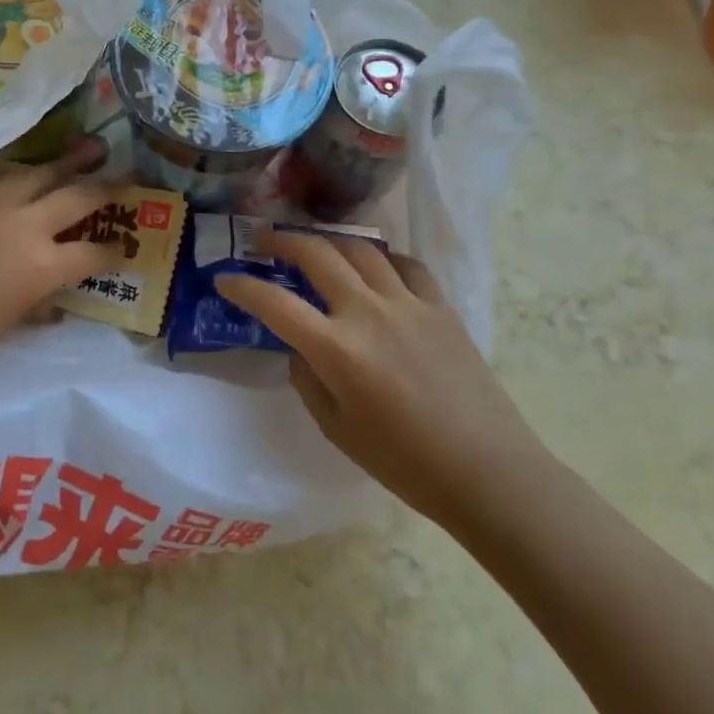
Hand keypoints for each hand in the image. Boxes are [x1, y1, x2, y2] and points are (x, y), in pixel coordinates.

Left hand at [0, 152, 123, 397]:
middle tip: (132, 178)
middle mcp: (23, 221)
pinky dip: (19, 169)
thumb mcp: (3, 327)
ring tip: (93, 147)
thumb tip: (54, 297)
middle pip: (79, 196)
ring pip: (40, 170)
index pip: (94, 252)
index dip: (116, 251)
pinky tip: (26, 166)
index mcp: (40, 266)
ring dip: (70, 161)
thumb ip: (36, 303)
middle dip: (111, 187)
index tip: (125, 248)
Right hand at [214, 230, 548, 531]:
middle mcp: (368, 313)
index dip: (242, 286)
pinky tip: (376, 269)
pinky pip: (405, 266)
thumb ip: (307, 379)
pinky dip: (382, 260)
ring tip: (315, 247)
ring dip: (329, 241)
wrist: (488, 472)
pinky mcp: (440, 307)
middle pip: (317, 254)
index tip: (225, 278)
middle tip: (264, 242)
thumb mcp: (336, 428)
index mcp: (337, 350)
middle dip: (282, 241)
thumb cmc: (404, 463)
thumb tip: (301, 347)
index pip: (274, 302)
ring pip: (360, 249)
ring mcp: (408, 304)